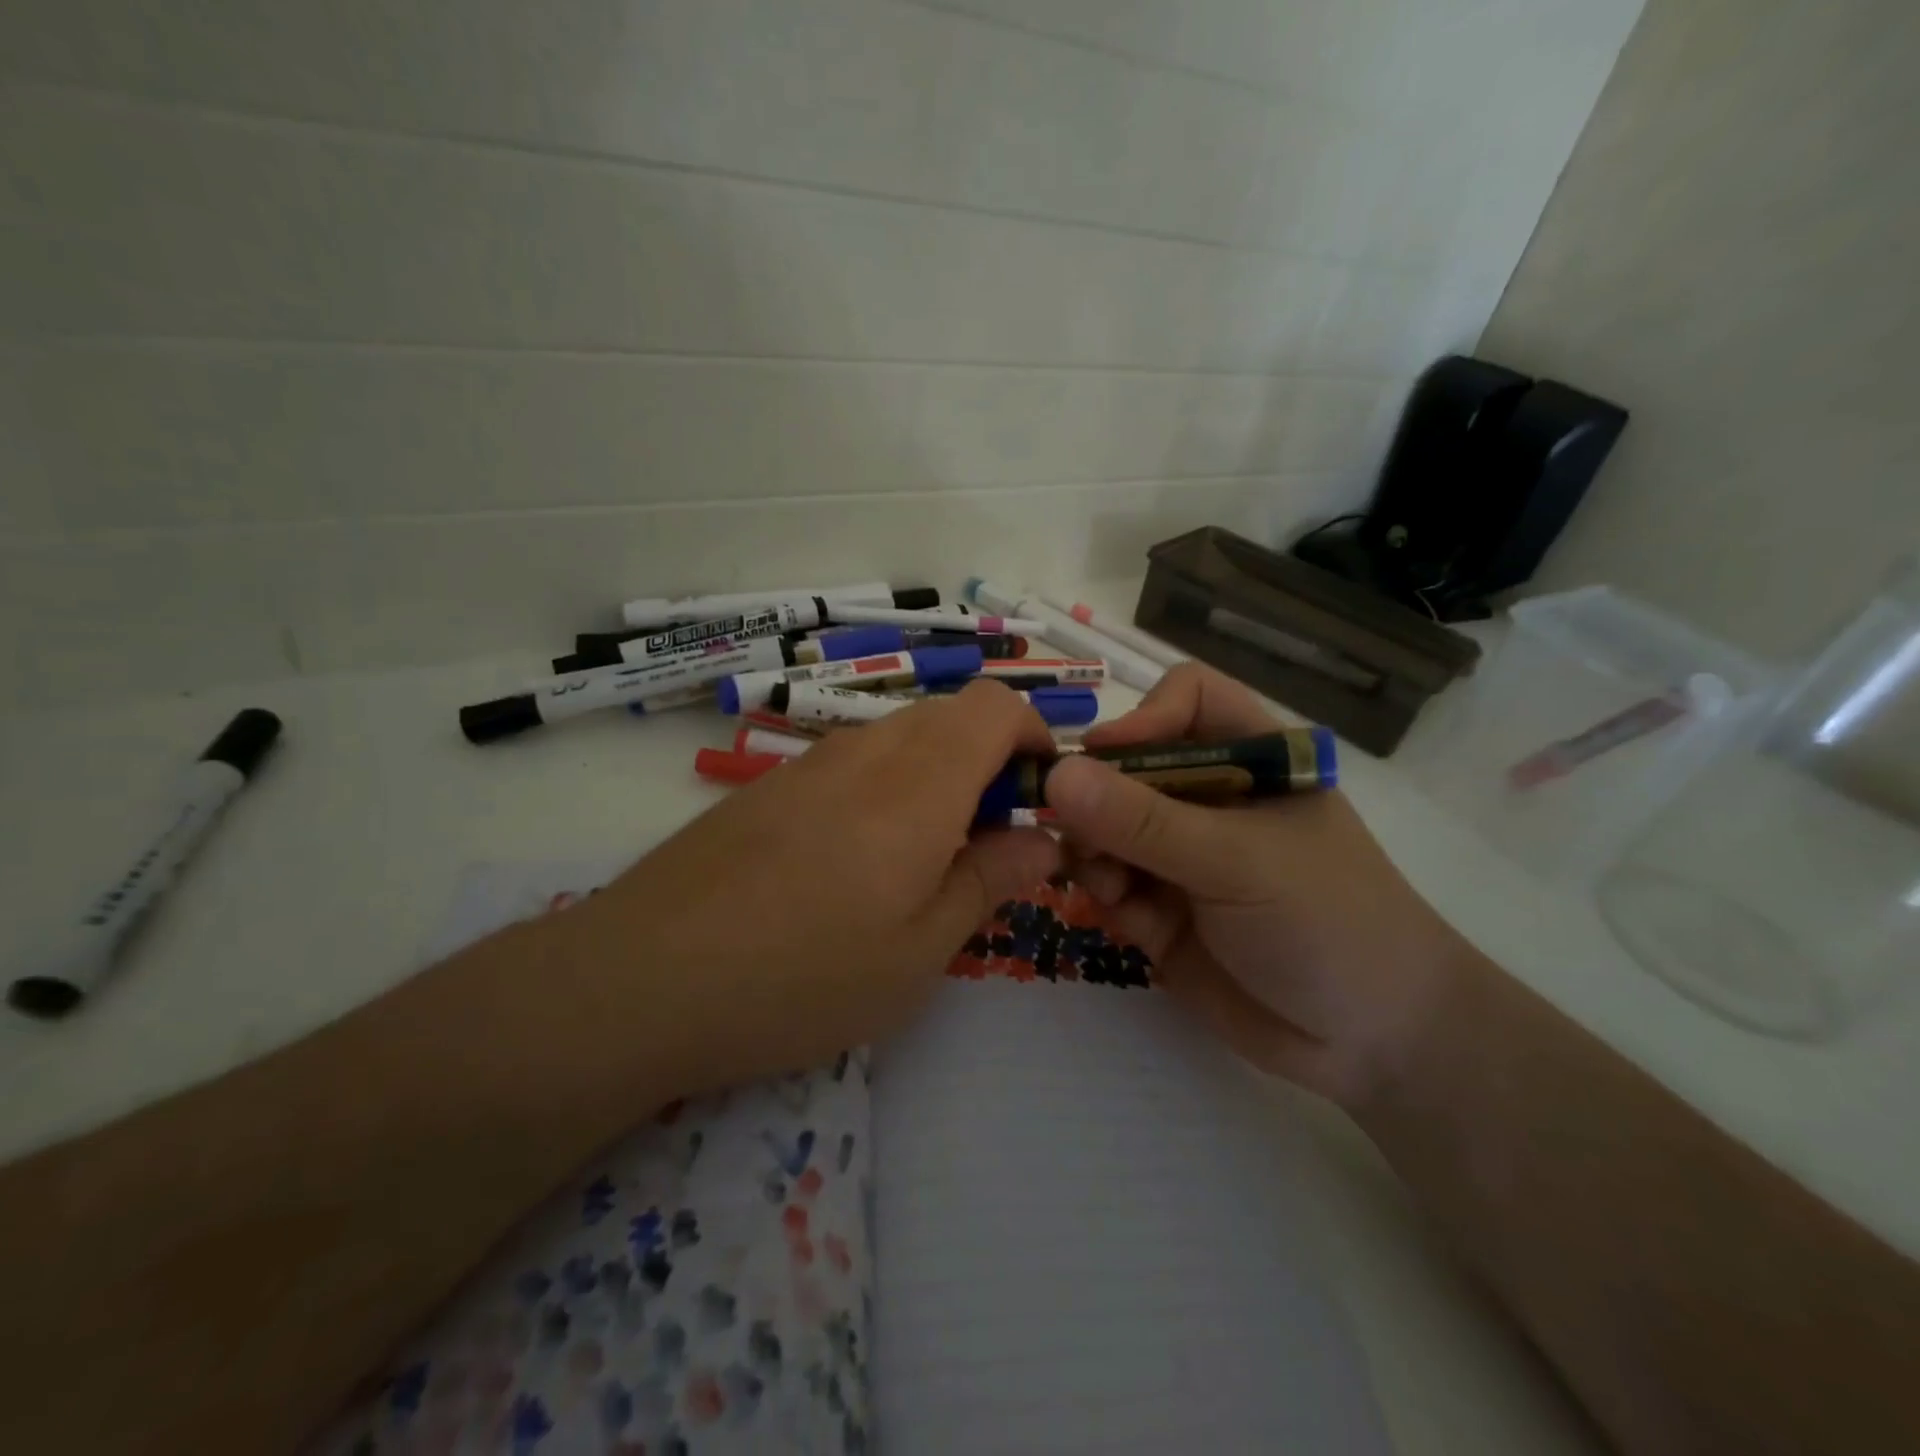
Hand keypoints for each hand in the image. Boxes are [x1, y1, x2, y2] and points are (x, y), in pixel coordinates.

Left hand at [554, 680, 1061, 1097]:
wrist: (642, 978)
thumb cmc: (803, 975)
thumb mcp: (920, 949)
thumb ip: (990, 880)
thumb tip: (1043, 840)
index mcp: (920, 781)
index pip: (996, 705)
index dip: (1034, 737)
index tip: (1041, 799)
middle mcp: (867, 751)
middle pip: (951, 717)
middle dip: (990, 765)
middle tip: (986, 847)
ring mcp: (810, 762)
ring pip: (901, 740)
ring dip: (936, 780)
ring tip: (920, 864)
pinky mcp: (770, 785)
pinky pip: (852, 764)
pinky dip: (884, 792)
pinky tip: (853, 867)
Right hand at [1043, 664, 1476, 1108]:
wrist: (1374, 1042)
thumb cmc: (1327, 922)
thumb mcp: (1236, 861)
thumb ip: (1144, 821)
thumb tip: (1057, 774)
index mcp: (1250, 761)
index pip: (1185, 700)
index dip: (1142, 716)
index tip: (1104, 757)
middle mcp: (1209, 800)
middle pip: (1127, 766)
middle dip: (1095, 797)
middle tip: (1075, 833)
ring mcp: (1181, 857)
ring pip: (1104, 828)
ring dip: (1092, 851)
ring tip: (1108, 886)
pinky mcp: (1160, 910)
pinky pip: (1109, 884)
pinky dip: (1104, 895)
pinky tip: (1125, 918)